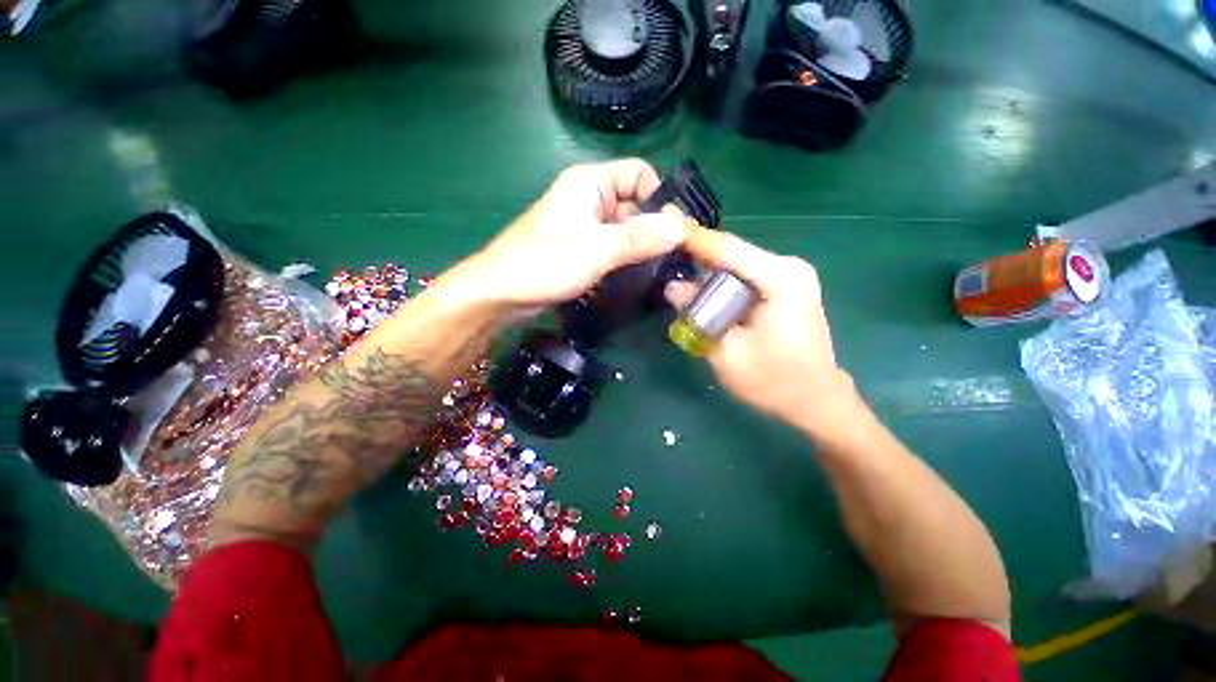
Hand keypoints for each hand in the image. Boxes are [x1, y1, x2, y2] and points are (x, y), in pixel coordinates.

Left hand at [445, 159, 691, 314]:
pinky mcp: (580, 248)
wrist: (501, 293)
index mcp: (591, 183)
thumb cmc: (544, 263)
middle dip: (653, 229)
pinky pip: (612, 247)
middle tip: (671, 260)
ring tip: (659, 272)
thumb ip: (640, 238)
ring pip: (625, 229)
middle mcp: (589, 198)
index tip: (673, 232)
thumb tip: (683, 228)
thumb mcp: (597, 249)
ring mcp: (584, 225)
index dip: (659, 199)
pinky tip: (637, 277)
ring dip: (641, 248)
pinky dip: (625, 259)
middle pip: (635, 204)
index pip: (640, 174)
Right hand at [665, 230, 858, 436]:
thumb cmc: (774, 381)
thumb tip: (672, 286)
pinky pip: (744, 277)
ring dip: (707, 274)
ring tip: (677, 281)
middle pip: (731, 254)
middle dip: (697, 260)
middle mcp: (788, 267)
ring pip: (735, 266)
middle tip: (663, 264)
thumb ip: (698, 315)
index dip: (692, 240)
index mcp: (780, 277)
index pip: (726, 248)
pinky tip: (702, 295)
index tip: (661, 231)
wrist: (815, 401)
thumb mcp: (727, 351)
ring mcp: (789, 276)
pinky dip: (721, 284)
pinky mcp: (786, 288)